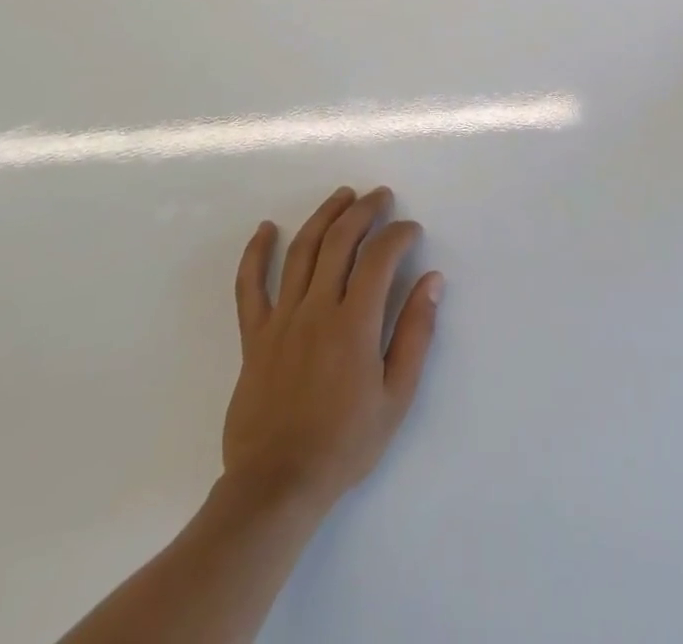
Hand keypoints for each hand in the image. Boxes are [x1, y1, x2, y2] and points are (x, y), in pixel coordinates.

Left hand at [223, 186, 442, 514]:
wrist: (276, 487)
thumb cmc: (345, 444)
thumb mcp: (396, 396)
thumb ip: (415, 334)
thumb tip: (432, 281)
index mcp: (354, 324)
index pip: (380, 257)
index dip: (399, 235)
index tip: (411, 231)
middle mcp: (316, 309)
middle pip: (340, 241)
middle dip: (365, 211)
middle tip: (381, 196)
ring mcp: (281, 319)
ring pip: (301, 251)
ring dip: (324, 216)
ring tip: (342, 196)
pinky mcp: (254, 336)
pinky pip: (250, 286)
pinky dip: (255, 253)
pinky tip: (265, 228)